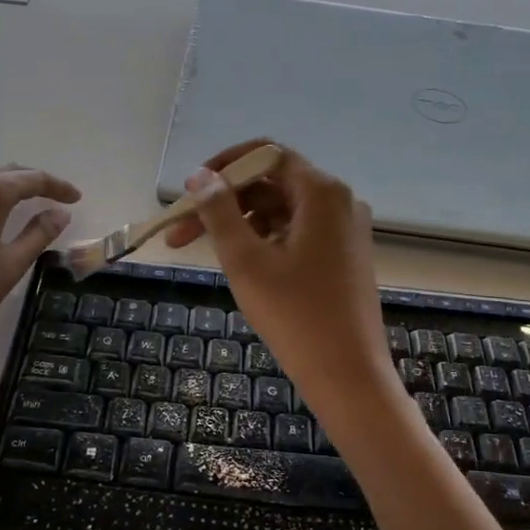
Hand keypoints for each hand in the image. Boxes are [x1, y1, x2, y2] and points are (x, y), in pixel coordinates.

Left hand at [0, 166, 79, 370]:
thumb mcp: (10, 265)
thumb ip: (39, 234)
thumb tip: (60, 214)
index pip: (32, 179)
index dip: (57, 186)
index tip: (75, 198)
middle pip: (2, 172)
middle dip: (30, 181)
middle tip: (51, 195)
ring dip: (0, 189)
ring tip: (17, 204)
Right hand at [165, 140, 396, 418]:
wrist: (348, 375)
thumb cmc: (295, 315)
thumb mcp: (246, 260)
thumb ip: (219, 211)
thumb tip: (200, 176)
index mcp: (321, 192)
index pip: (266, 154)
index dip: (223, 166)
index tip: (190, 192)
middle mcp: (338, 201)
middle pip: (271, 183)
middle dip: (224, 203)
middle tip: (180, 234)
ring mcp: (344, 230)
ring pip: (281, 210)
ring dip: (241, 225)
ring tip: (206, 255)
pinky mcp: (343, 256)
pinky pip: (297, 232)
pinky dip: (265, 241)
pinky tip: (241, 266)